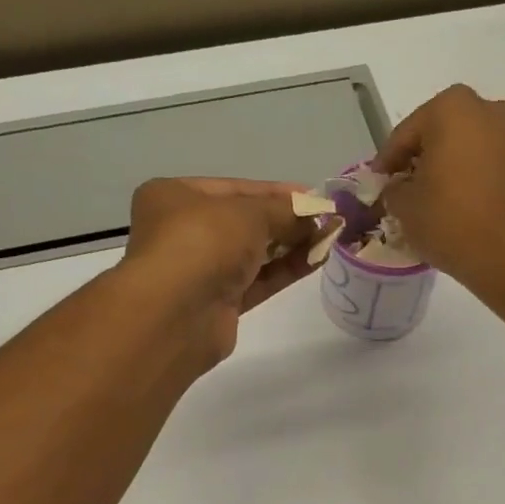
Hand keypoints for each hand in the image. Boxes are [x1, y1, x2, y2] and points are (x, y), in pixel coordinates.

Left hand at [119, 177, 315, 363]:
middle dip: (286, 220)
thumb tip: (314, 212)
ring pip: (253, 254)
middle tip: (326, 220)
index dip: (276, 192)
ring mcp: (201, 270)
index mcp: (175, 196)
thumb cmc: (203, 243)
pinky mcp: (218, 304)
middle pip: (245, 222)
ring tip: (329, 239)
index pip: (234, 188)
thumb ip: (284, 210)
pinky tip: (316, 261)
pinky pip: (257, 281)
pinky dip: (284, 271)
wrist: (176, 314)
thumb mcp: (248, 212)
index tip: (314, 197)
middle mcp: (184, 231)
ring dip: (290, 246)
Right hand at [376, 85, 504, 292]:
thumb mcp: (404, 207)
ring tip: (431, 200)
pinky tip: (458, 206)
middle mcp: (488, 111)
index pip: (406, 134)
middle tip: (404, 187)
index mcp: (452, 109)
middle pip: (441, 134)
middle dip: (421, 159)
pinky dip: (471, 180)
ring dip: (448, 168)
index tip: (377, 183)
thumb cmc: (450, 221)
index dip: (387, 161)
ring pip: (468, 149)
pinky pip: (488, 166)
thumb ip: (394, 189)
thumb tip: (399, 187)